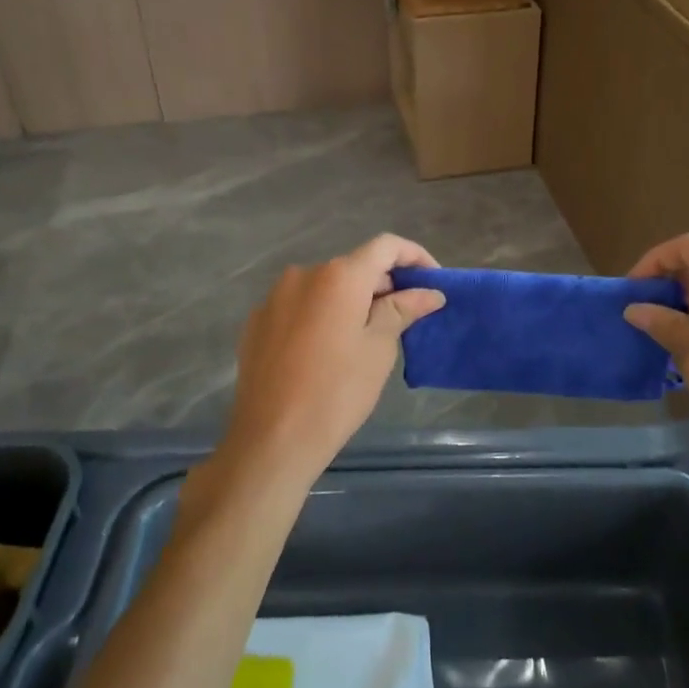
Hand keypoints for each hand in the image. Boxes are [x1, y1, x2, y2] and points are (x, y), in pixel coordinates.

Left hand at [218, 233, 445, 494]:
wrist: (271, 440)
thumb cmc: (337, 392)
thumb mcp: (379, 349)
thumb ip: (403, 309)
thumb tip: (429, 292)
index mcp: (339, 276)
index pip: (386, 246)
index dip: (414, 256)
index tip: (432, 281)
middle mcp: (304, 274)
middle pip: (354, 266)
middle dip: (383, 284)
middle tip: (405, 316)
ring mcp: (274, 297)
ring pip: (325, 287)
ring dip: (350, 301)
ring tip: (366, 336)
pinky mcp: (256, 322)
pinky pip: (298, 307)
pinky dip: (320, 316)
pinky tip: (326, 351)